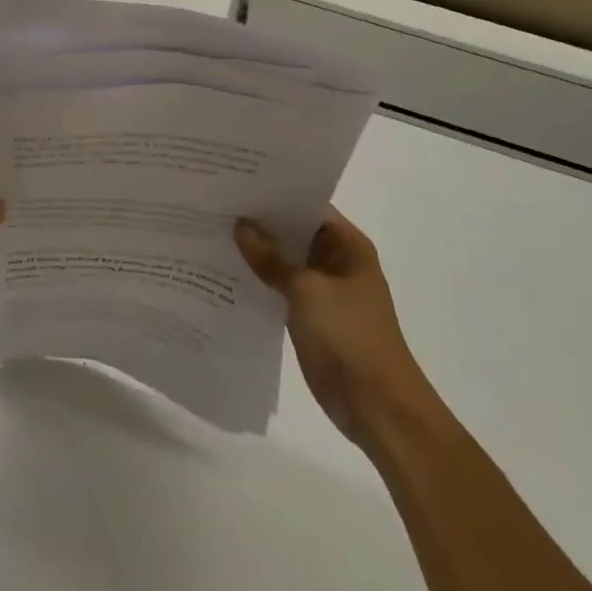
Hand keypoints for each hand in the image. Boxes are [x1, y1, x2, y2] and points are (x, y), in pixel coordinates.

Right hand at [235, 207, 438, 448]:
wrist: (379, 410)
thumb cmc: (350, 338)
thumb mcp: (306, 290)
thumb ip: (271, 257)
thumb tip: (241, 224)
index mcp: (347, 245)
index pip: (307, 205)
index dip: (274, 192)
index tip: (236, 180)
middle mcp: (337, 261)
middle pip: (293, 231)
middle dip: (260, 221)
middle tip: (216, 201)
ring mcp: (324, 290)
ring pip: (285, 260)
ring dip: (257, 251)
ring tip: (212, 229)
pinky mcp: (311, 316)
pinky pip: (280, 287)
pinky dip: (260, 279)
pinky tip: (226, 270)